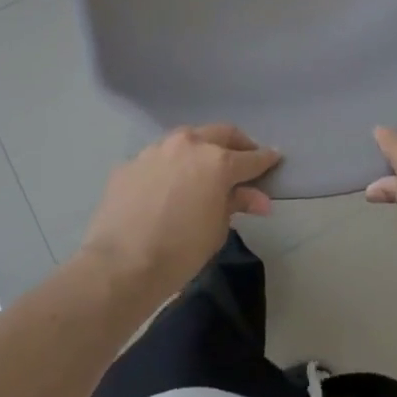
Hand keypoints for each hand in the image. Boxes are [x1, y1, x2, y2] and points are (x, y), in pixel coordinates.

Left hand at [78, 124, 279, 301]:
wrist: (121, 263)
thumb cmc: (181, 251)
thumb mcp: (217, 230)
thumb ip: (237, 204)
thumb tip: (259, 199)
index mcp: (217, 161)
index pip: (250, 157)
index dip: (266, 159)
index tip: (275, 157)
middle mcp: (188, 145)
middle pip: (221, 133)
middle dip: (237, 143)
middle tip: (243, 157)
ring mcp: (156, 150)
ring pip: (186, 139)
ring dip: (200, 148)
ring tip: (203, 167)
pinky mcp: (131, 162)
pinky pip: (158, 158)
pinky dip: (170, 166)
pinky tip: (167, 186)